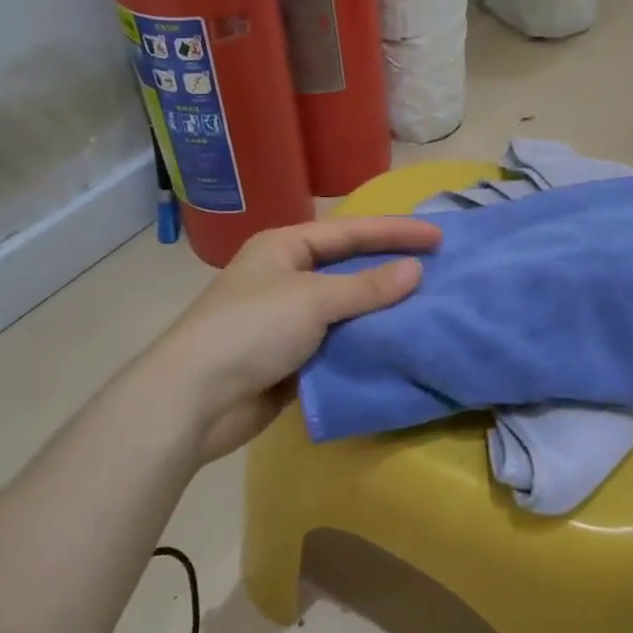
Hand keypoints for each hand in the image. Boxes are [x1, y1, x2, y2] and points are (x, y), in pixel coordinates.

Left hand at [165, 216, 441, 463]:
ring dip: (383, 309)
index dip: (396, 232)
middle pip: (351, 267)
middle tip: (439, 270)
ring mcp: (290, 319)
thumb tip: (416, 271)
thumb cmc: (251, 330)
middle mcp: (288, 276)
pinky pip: (340, 343)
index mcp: (286, 247)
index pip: (352, 232)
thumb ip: (367, 286)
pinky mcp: (294, 357)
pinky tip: (399, 344)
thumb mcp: (313, 299)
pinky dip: (367, 343)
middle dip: (392, 269)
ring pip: (348, 308)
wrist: (194, 401)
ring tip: (430, 307)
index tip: (439, 237)